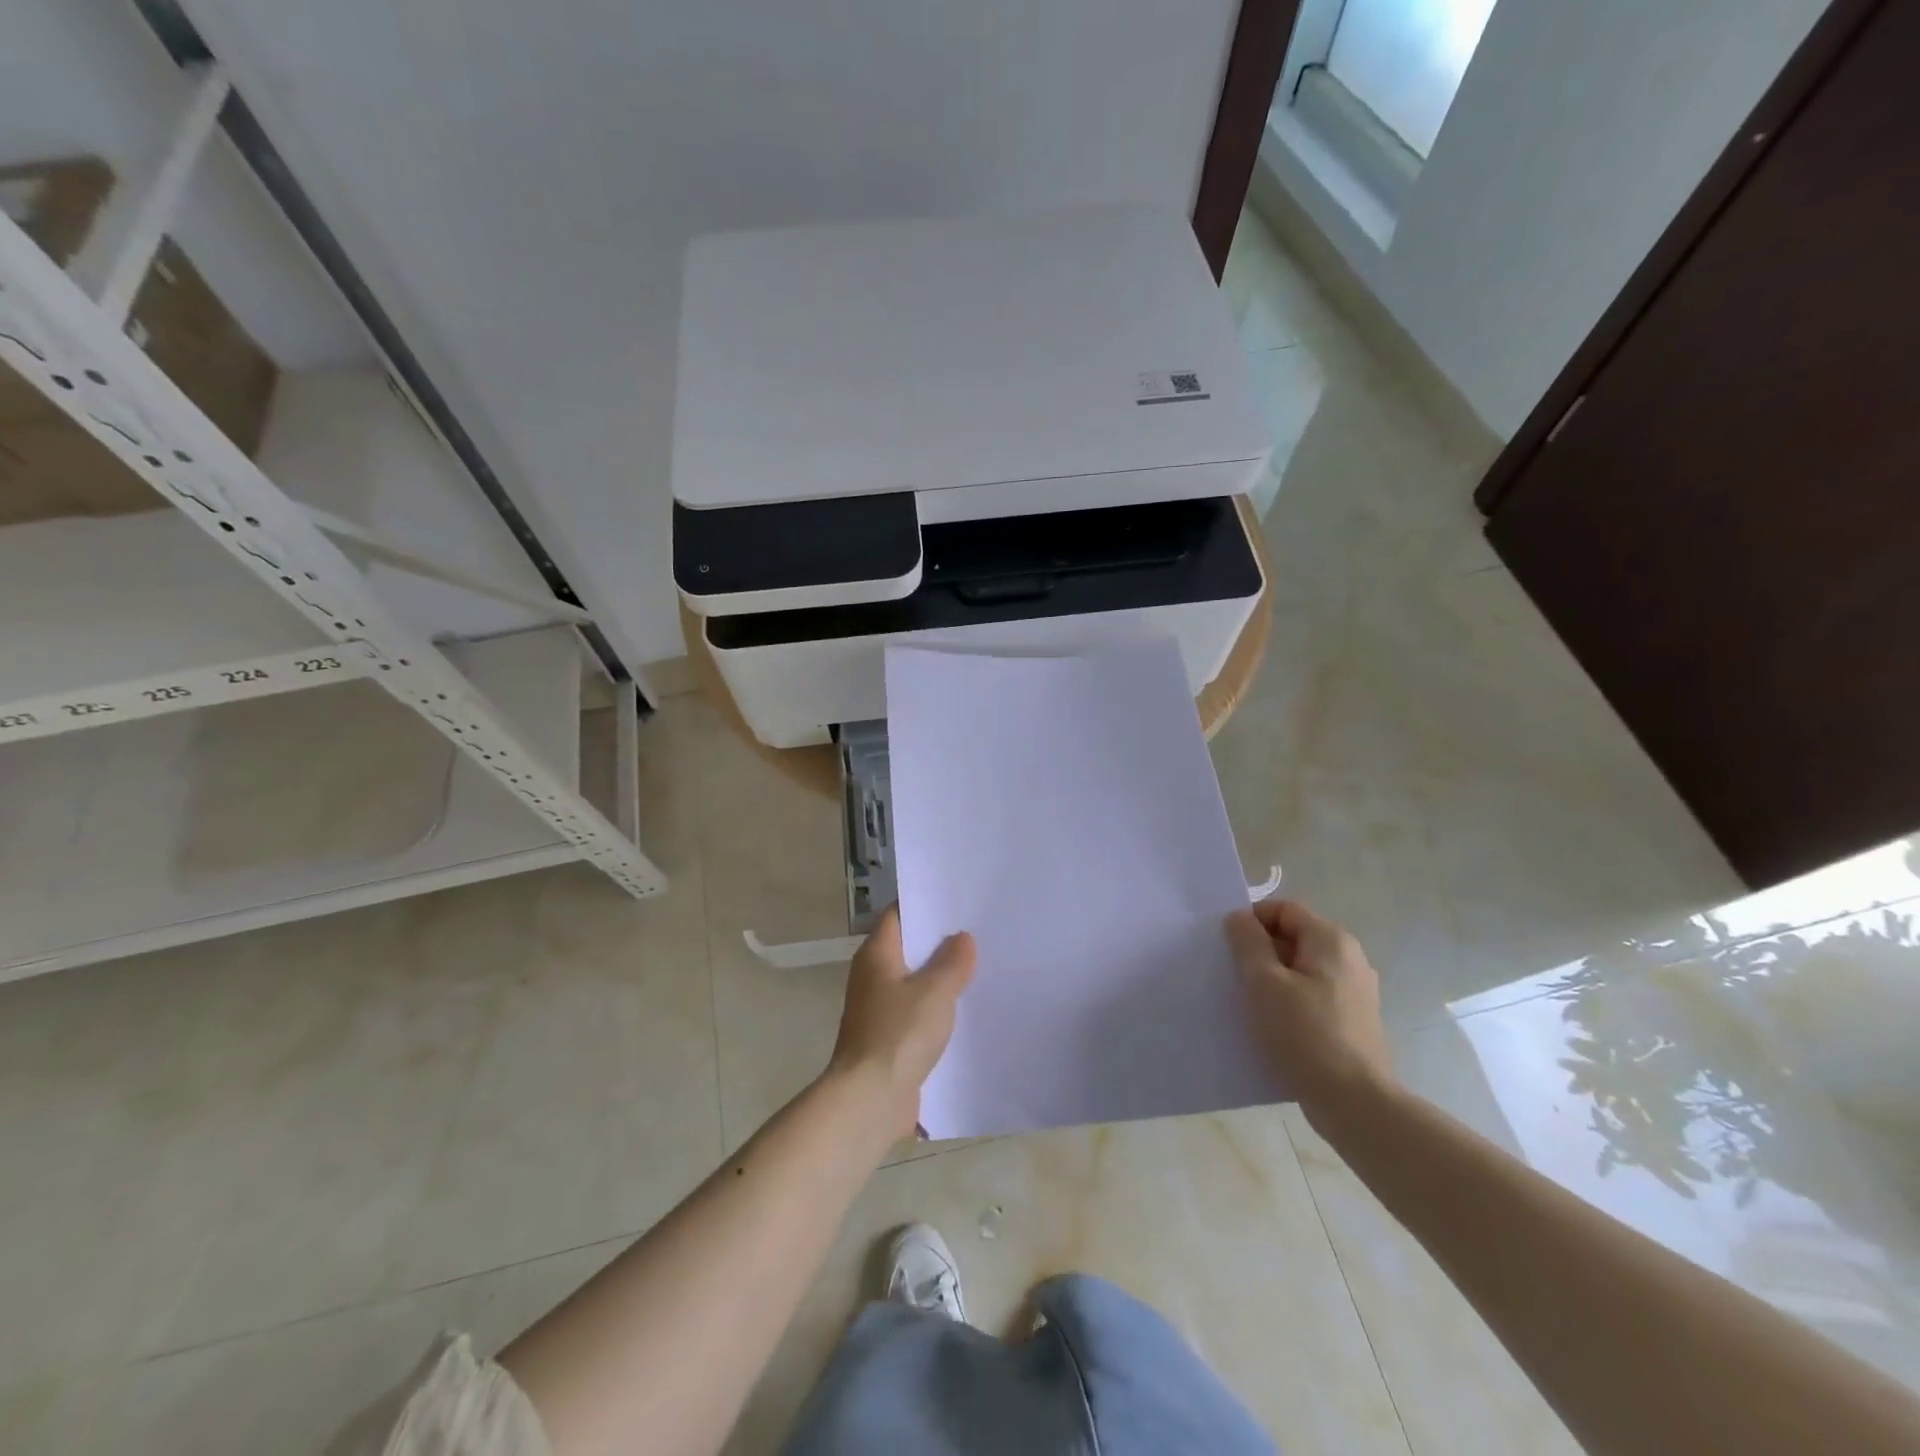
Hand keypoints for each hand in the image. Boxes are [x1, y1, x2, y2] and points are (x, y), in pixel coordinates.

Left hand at [829, 907, 975, 1138]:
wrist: (870, 1100)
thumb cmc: (899, 1034)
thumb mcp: (935, 991)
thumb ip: (952, 961)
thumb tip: (962, 938)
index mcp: (876, 955)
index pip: (898, 915)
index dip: (924, 905)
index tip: (957, 900)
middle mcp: (872, 977)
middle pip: (908, 948)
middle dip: (939, 943)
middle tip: (978, 932)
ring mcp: (878, 1010)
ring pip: (914, 983)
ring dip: (940, 979)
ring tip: (980, 968)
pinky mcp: (888, 1040)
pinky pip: (916, 1014)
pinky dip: (937, 1010)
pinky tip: (966, 1011)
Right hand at [1225, 898, 1393, 1118]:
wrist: (1355, 1103)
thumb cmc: (1304, 1034)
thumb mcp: (1264, 982)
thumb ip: (1248, 942)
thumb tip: (1239, 917)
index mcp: (1331, 940)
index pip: (1283, 909)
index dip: (1251, 921)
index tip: (1228, 947)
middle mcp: (1349, 958)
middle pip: (1294, 937)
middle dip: (1260, 951)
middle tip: (1234, 975)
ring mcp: (1355, 991)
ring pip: (1301, 969)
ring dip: (1272, 978)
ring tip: (1249, 1002)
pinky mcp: (1353, 1020)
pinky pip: (1312, 995)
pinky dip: (1290, 1000)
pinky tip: (1273, 1025)